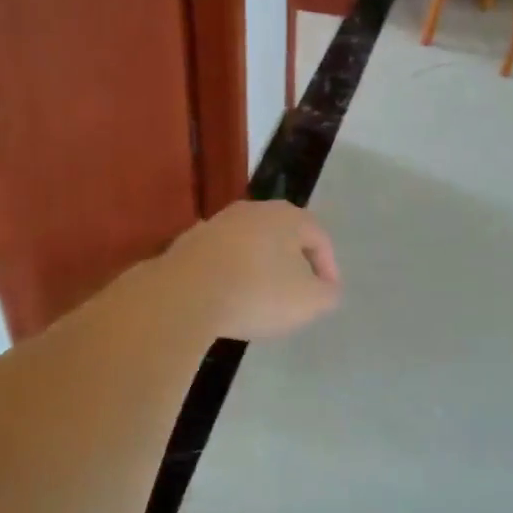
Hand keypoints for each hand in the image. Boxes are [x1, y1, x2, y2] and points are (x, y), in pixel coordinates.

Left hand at [163, 201, 340, 340]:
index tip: (326, 295)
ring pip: (249, 246)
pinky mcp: (187, 243)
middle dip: (292, 264)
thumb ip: (327, 294)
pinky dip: (230, 275)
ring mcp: (216, 224)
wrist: (183, 295)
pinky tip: (227, 299)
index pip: (319, 237)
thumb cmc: (258, 293)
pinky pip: (220, 259)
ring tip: (260, 300)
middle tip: (296, 294)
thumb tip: (325, 288)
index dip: (329, 268)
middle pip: (282, 236)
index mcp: (287, 216)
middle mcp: (253, 210)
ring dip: (258, 269)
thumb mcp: (309, 302)